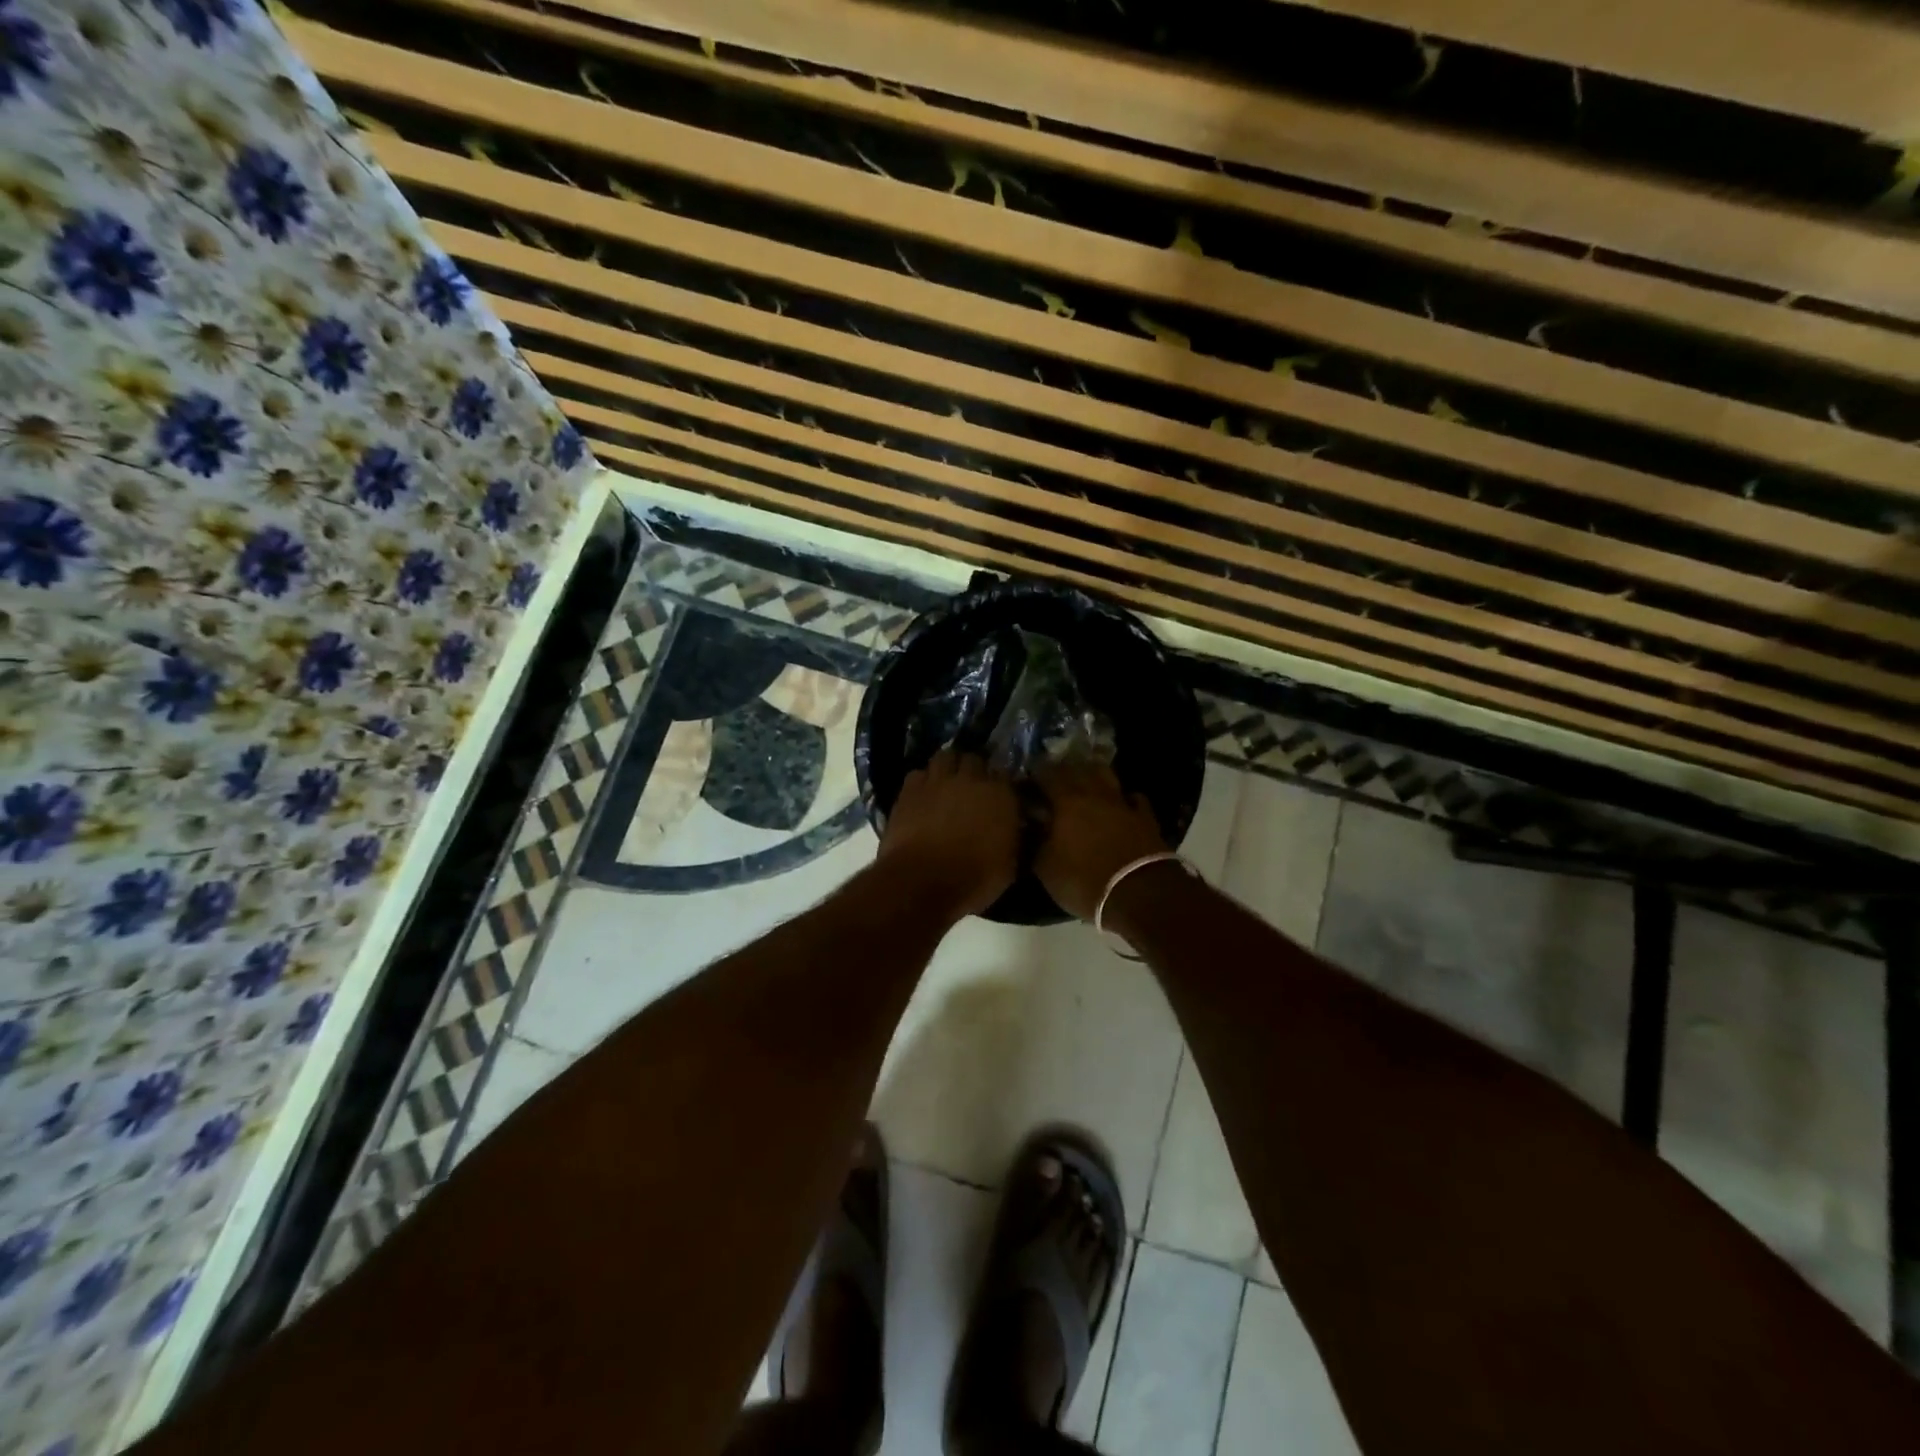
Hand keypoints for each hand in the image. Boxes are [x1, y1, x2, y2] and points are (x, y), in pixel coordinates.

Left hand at [877, 750, 1020, 918]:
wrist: (923, 881)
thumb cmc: (974, 878)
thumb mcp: (1010, 866)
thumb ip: (1014, 838)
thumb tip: (1015, 829)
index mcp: (1001, 794)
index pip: (1005, 776)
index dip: (1001, 786)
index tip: (999, 798)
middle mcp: (971, 779)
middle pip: (974, 759)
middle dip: (973, 769)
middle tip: (971, 787)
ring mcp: (937, 780)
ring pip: (945, 757)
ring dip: (948, 767)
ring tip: (946, 783)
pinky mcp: (909, 790)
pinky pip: (918, 773)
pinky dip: (923, 781)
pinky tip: (923, 795)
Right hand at [1033, 763, 1167, 920]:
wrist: (1140, 894)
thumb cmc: (1085, 880)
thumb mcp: (1046, 868)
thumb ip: (1035, 842)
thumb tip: (1029, 827)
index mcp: (1067, 801)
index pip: (1046, 774)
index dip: (1035, 774)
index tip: (1026, 780)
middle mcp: (1095, 793)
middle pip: (1078, 768)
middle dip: (1063, 770)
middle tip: (1052, 779)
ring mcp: (1123, 803)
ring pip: (1107, 776)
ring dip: (1093, 775)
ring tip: (1084, 783)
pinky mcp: (1146, 818)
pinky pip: (1133, 799)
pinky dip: (1124, 798)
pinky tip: (1120, 803)